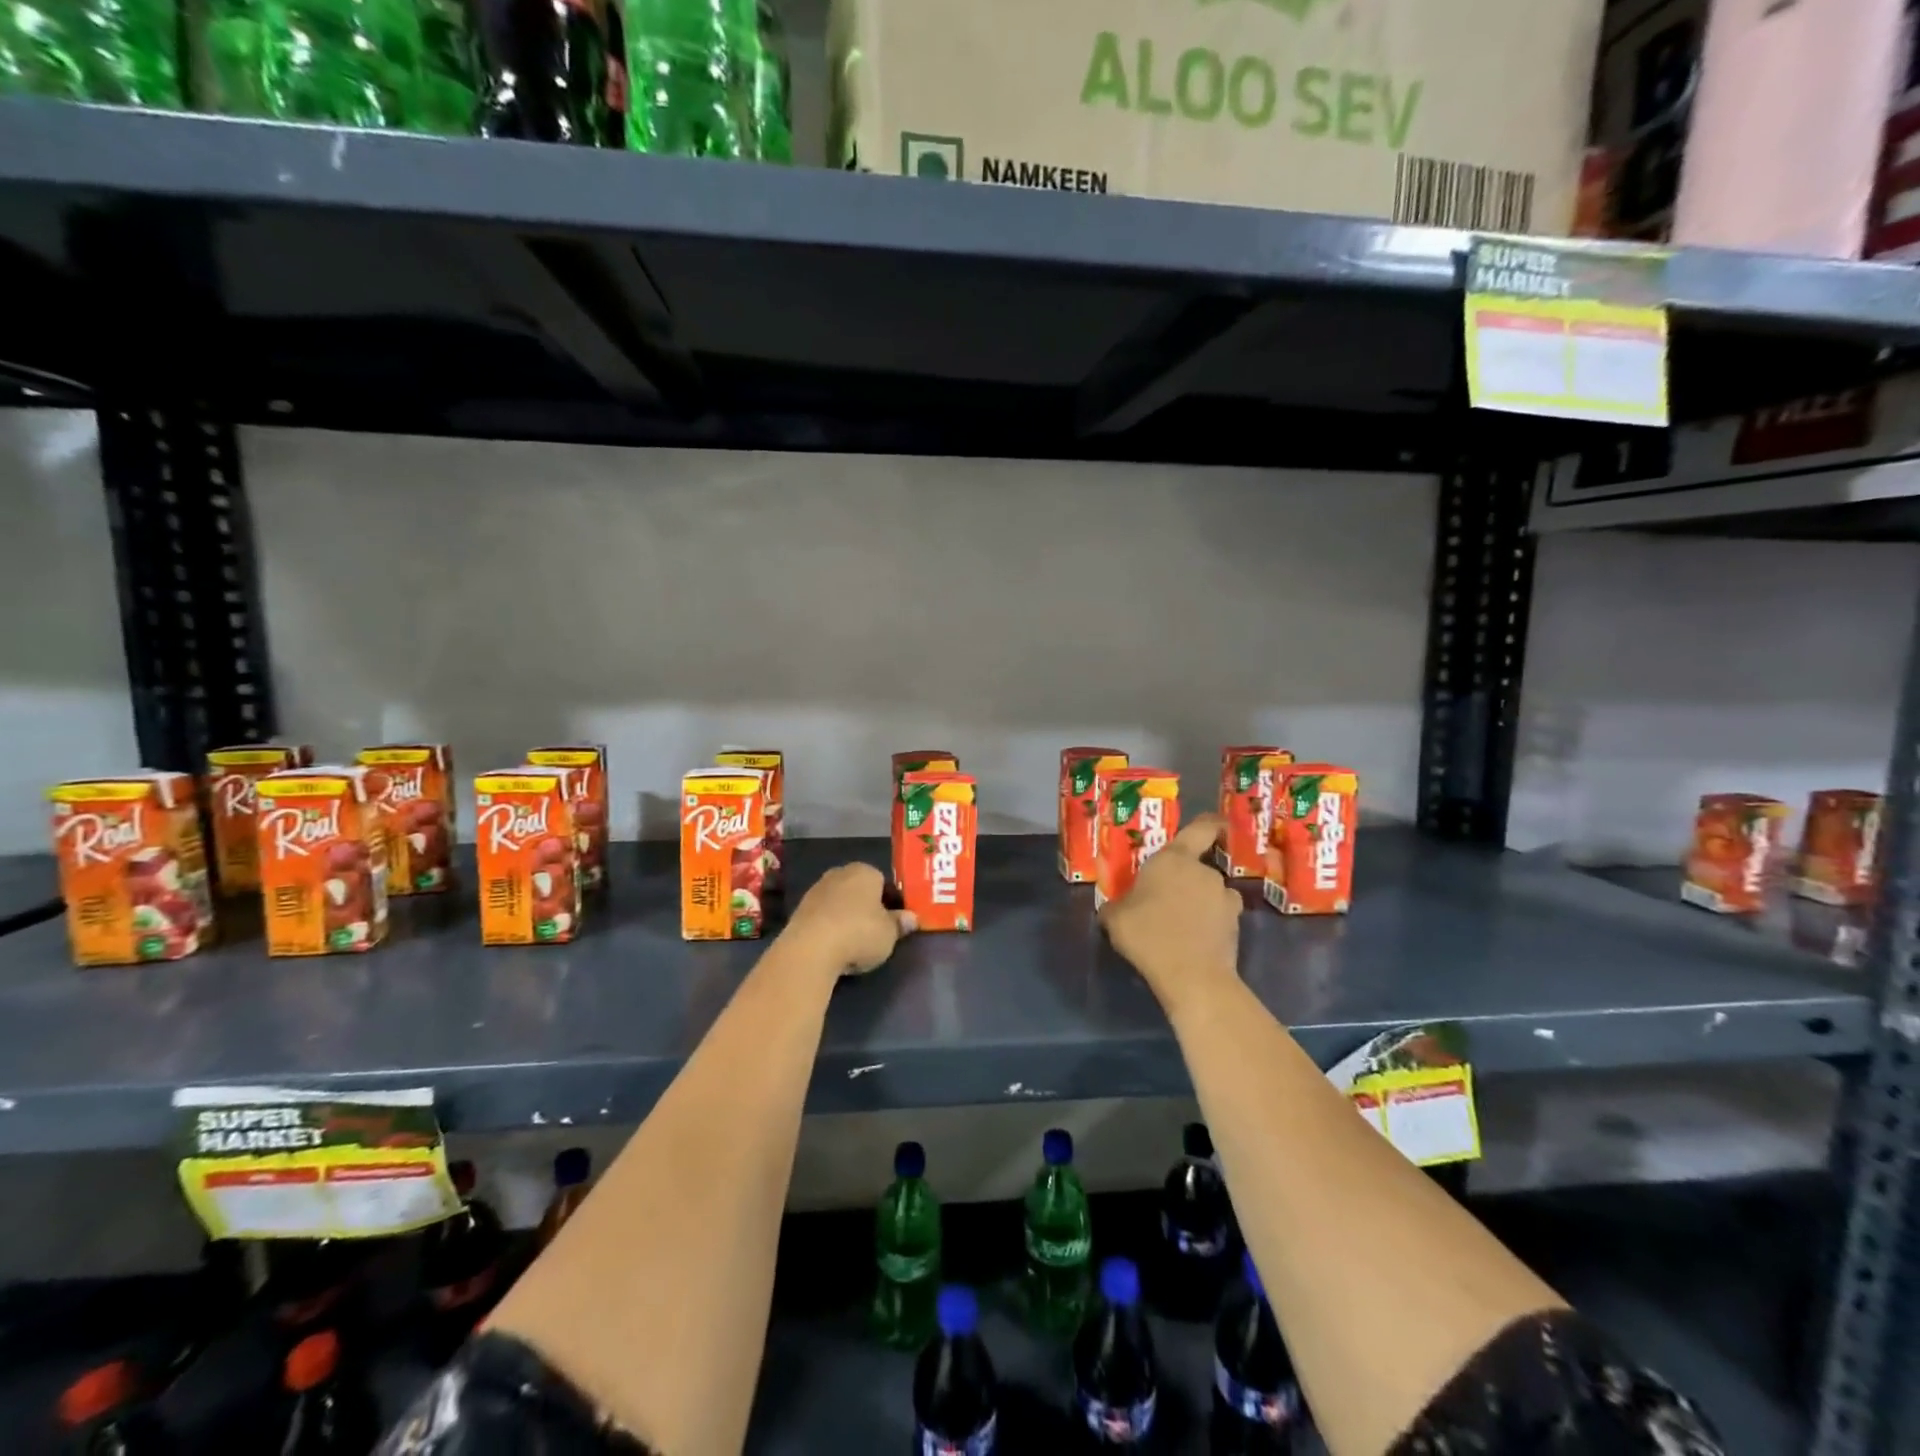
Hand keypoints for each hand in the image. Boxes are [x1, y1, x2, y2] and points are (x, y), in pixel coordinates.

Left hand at [786, 863, 915, 977]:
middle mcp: (839, 873)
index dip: (890, 901)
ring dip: (846, 917)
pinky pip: (823, 916)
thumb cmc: (859, 933)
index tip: (893, 921)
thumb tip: (911, 918)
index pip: (883, 881)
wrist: (810, 948)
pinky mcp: (799, 909)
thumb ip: (900, 924)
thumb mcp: (889, 934)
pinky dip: (829, 927)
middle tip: (875, 931)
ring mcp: (816, 890)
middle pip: (859, 889)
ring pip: (839, 902)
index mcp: (865, 871)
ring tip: (853, 943)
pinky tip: (834, 946)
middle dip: (866, 907)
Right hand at [1099, 814, 1241, 1013]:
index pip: (1200, 829)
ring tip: (1181, 925)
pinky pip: (1219, 918)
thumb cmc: (1147, 933)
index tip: (1214, 826)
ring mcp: (1224, 898)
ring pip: (1211, 894)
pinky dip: (1211, 925)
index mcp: (1174, 859)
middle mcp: (1204, 872)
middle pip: (1199, 867)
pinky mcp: (1236, 926)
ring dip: (1201, 903)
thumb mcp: (1114, 918)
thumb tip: (1114, 907)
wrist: (1191, 975)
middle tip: (1167, 899)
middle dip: (1187, 880)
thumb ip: (1116, 905)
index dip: (1209, 824)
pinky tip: (1194, 942)